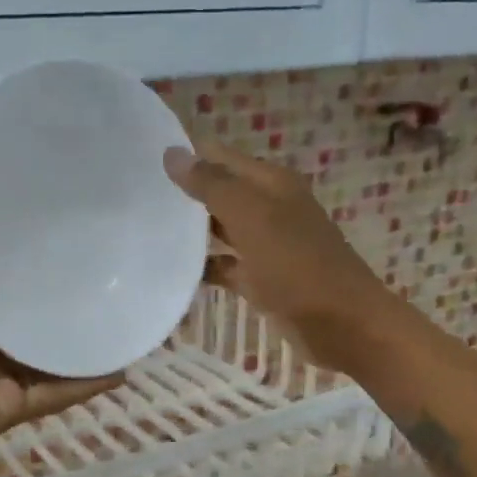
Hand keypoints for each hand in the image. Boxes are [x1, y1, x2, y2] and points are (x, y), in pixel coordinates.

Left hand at [0, 168, 121, 476]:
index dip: (14, 269)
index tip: (47, 237)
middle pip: (24, 327)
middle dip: (55, 306)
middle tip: (99, 271)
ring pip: (47, 361)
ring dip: (80, 345)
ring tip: (122, 314)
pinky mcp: (10, 407)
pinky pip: (55, 393)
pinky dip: (86, 383)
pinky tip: (121, 365)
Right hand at [164, 143, 398, 370]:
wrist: (342, 324)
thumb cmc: (296, 264)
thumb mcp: (251, 217)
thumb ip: (211, 185)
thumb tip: (172, 152)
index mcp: (271, 184)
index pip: (221, 157)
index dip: (188, 153)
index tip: (141, 155)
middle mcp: (269, 208)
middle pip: (221, 192)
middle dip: (185, 191)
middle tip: (135, 192)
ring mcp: (266, 246)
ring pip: (221, 230)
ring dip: (191, 230)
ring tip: (144, 227)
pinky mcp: (262, 281)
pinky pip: (226, 267)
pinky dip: (204, 268)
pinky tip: (172, 271)